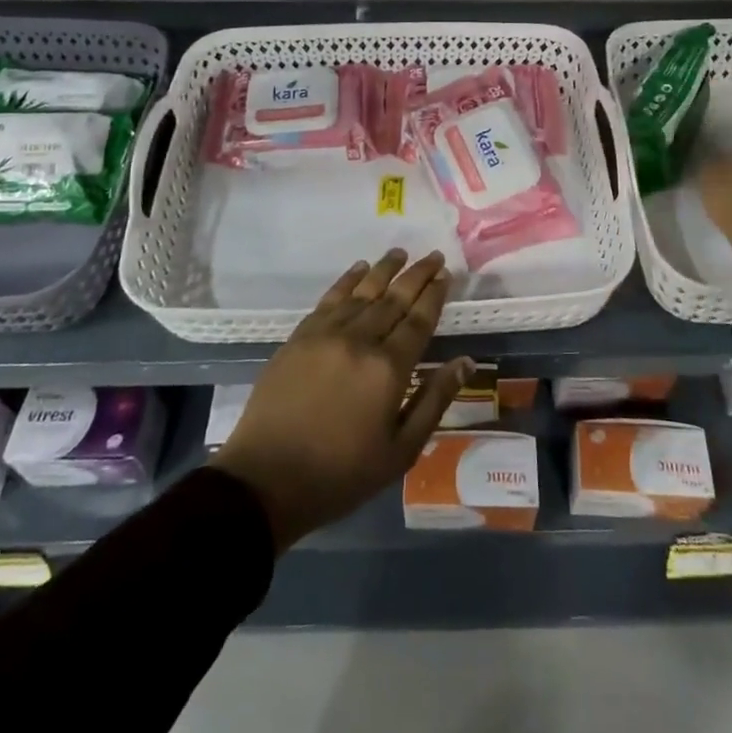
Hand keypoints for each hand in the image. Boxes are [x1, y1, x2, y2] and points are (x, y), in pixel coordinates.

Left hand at [211, 249, 472, 551]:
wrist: (266, 479)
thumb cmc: (341, 473)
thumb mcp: (400, 450)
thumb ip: (434, 401)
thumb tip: (465, 362)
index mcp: (388, 369)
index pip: (418, 320)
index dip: (434, 295)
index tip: (445, 274)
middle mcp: (360, 340)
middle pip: (394, 298)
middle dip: (416, 275)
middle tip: (432, 256)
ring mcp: (326, 335)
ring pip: (362, 292)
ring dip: (384, 270)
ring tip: (399, 253)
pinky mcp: (299, 337)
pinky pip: (329, 299)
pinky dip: (347, 280)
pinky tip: (358, 270)